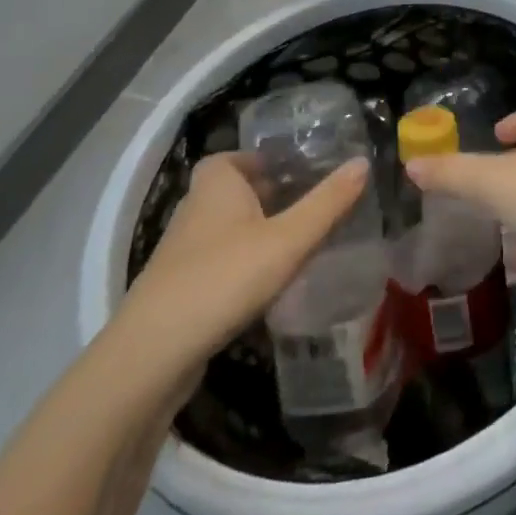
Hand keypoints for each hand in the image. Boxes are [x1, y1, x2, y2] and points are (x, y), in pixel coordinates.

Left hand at [111, 153, 370, 393]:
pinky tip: (267, 281)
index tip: (295, 168)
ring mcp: (182, 253)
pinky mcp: (179, 289)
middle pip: (232, 191)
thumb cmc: (224, 278)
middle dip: (266, 193)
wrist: (151, 357)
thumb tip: (364, 162)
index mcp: (216, 185)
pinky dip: (241, 262)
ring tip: (296, 239)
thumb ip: (328, 203)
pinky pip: (218, 260)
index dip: (261, 159)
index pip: (233, 157)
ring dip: (255, 230)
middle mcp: (194, 210)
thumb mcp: (289, 239)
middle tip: (307, 200)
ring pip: (225, 227)